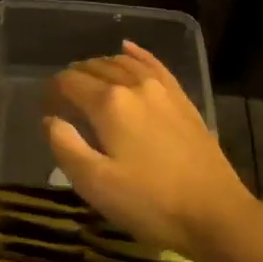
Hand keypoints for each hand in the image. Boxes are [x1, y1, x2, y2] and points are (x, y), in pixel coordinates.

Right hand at [45, 41, 257, 254]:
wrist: (216, 213)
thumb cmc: (150, 203)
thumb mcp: (95, 184)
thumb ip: (65, 146)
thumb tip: (50, 119)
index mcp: (109, 104)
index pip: (69, 82)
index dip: (52, 92)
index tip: (46, 110)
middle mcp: (134, 85)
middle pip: (95, 68)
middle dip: (74, 78)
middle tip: (63, 101)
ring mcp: (162, 89)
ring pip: (122, 63)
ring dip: (100, 67)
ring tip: (88, 80)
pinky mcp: (182, 99)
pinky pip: (153, 64)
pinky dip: (136, 54)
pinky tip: (127, 48)